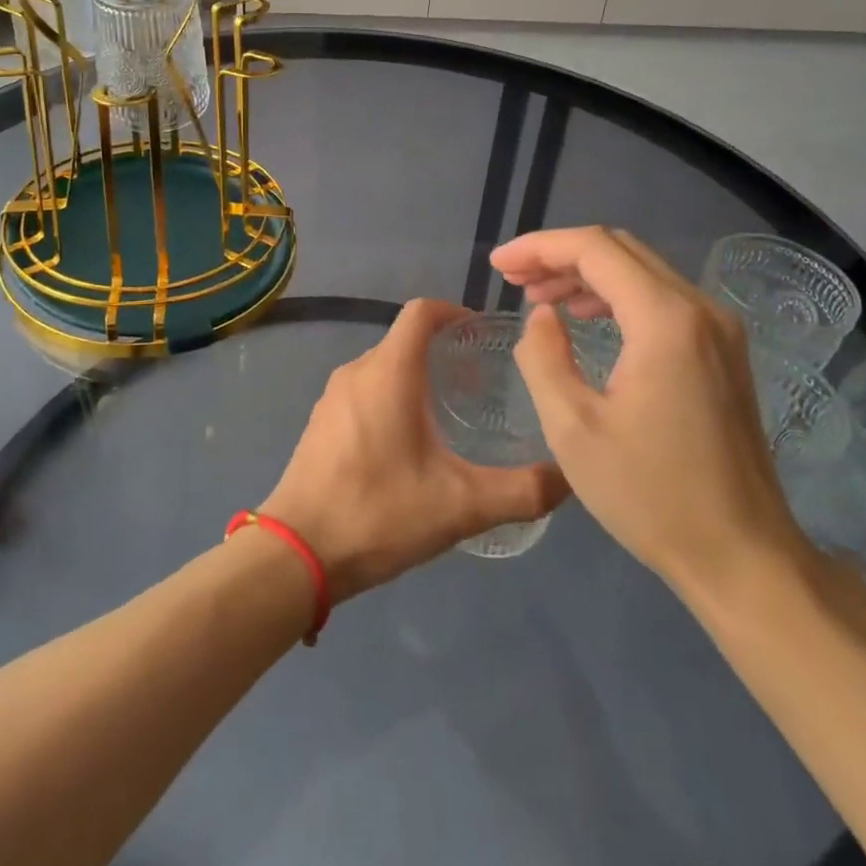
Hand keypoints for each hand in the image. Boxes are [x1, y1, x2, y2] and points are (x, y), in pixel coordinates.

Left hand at [260, 299, 568, 603]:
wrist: (295, 554)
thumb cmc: (378, 513)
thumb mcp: (460, 506)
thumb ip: (521, 491)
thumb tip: (570, 477)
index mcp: (388, 372)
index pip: (421, 312)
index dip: (455, 312)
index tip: (484, 333)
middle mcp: (357, 371)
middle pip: (404, 340)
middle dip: (442, 351)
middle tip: (481, 382)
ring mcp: (332, 397)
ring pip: (383, 367)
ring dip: (416, 376)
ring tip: (452, 412)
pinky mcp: (320, 423)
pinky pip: (364, 391)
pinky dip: (392, 397)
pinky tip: (410, 443)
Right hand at [493, 227, 811, 605]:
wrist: (743, 557)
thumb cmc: (651, 496)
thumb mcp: (572, 429)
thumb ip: (543, 357)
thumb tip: (542, 315)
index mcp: (665, 320)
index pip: (595, 249)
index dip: (539, 247)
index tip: (498, 266)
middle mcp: (700, 309)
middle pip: (620, 250)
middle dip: (560, 256)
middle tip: (512, 279)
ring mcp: (719, 329)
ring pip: (642, 271)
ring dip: (586, 274)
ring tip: (539, 297)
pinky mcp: (723, 351)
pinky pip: (661, 299)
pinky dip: (616, 296)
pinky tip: (586, 318)